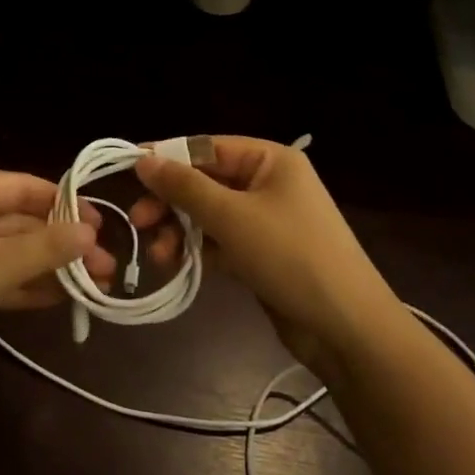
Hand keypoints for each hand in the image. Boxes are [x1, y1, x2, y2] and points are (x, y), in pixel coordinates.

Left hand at [0, 171, 118, 396]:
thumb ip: (46, 248)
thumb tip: (92, 231)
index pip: (26, 186)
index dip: (66, 204)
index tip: (102, 226)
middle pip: (21, 220)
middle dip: (62, 243)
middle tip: (106, 267)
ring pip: (11, 251)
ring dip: (49, 267)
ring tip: (94, 286)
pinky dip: (25, 285)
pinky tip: (59, 299)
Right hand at [131, 137, 393, 373]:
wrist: (346, 327)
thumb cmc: (291, 256)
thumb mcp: (232, 217)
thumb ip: (184, 187)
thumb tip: (142, 159)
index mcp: (270, 160)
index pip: (207, 147)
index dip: (166, 157)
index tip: (127, 171)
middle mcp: (267, 183)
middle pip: (205, 182)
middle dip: (171, 202)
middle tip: (138, 221)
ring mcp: (265, 221)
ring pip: (208, 214)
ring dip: (180, 230)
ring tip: (159, 255)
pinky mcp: (261, 254)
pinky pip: (219, 241)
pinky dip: (197, 250)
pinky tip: (175, 266)